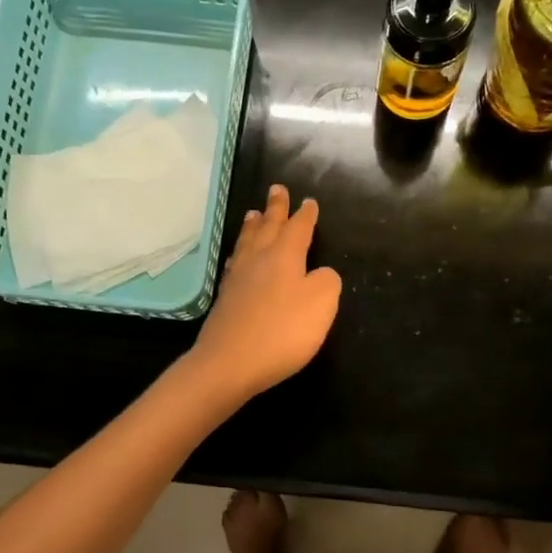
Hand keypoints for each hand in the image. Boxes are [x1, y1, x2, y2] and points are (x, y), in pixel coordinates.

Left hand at [187, 184, 342, 403]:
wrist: (229, 363)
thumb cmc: (282, 331)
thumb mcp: (321, 304)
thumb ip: (327, 281)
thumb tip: (320, 273)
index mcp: (284, 256)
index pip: (298, 228)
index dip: (306, 215)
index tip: (309, 202)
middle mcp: (258, 259)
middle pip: (268, 227)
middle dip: (275, 208)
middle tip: (276, 189)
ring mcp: (237, 278)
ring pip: (247, 242)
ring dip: (253, 226)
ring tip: (253, 214)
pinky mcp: (225, 299)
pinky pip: (235, 262)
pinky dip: (240, 251)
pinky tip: (238, 256)